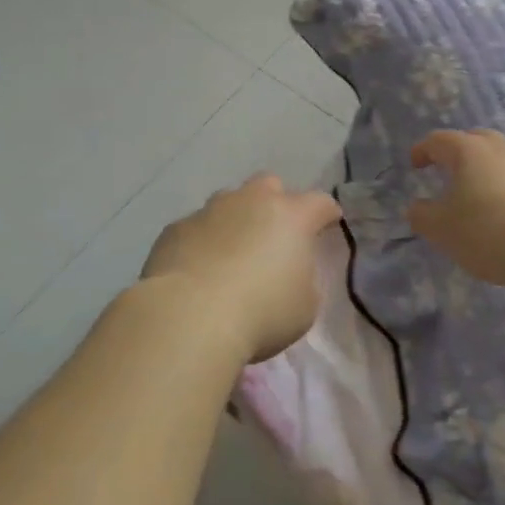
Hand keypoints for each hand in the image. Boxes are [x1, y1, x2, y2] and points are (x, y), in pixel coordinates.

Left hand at [138, 175, 341, 362]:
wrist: (189, 318)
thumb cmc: (261, 313)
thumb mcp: (304, 306)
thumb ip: (302, 278)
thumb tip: (288, 271)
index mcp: (291, 217)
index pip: (320, 203)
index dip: (326, 213)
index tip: (328, 224)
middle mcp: (250, 202)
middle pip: (269, 186)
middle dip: (275, 203)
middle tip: (274, 234)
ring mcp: (209, 211)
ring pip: (228, 202)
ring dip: (235, 220)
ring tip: (231, 253)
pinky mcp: (175, 229)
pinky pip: (195, 228)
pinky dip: (202, 242)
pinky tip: (198, 269)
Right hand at [407, 129, 504, 291]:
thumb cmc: (490, 232)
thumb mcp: (443, 230)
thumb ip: (422, 216)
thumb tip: (416, 207)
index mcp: (469, 150)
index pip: (438, 140)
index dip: (423, 150)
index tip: (415, 165)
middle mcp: (501, 147)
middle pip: (473, 140)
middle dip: (457, 153)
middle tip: (447, 173)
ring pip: (501, 156)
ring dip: (485, 169)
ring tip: (478, 194)